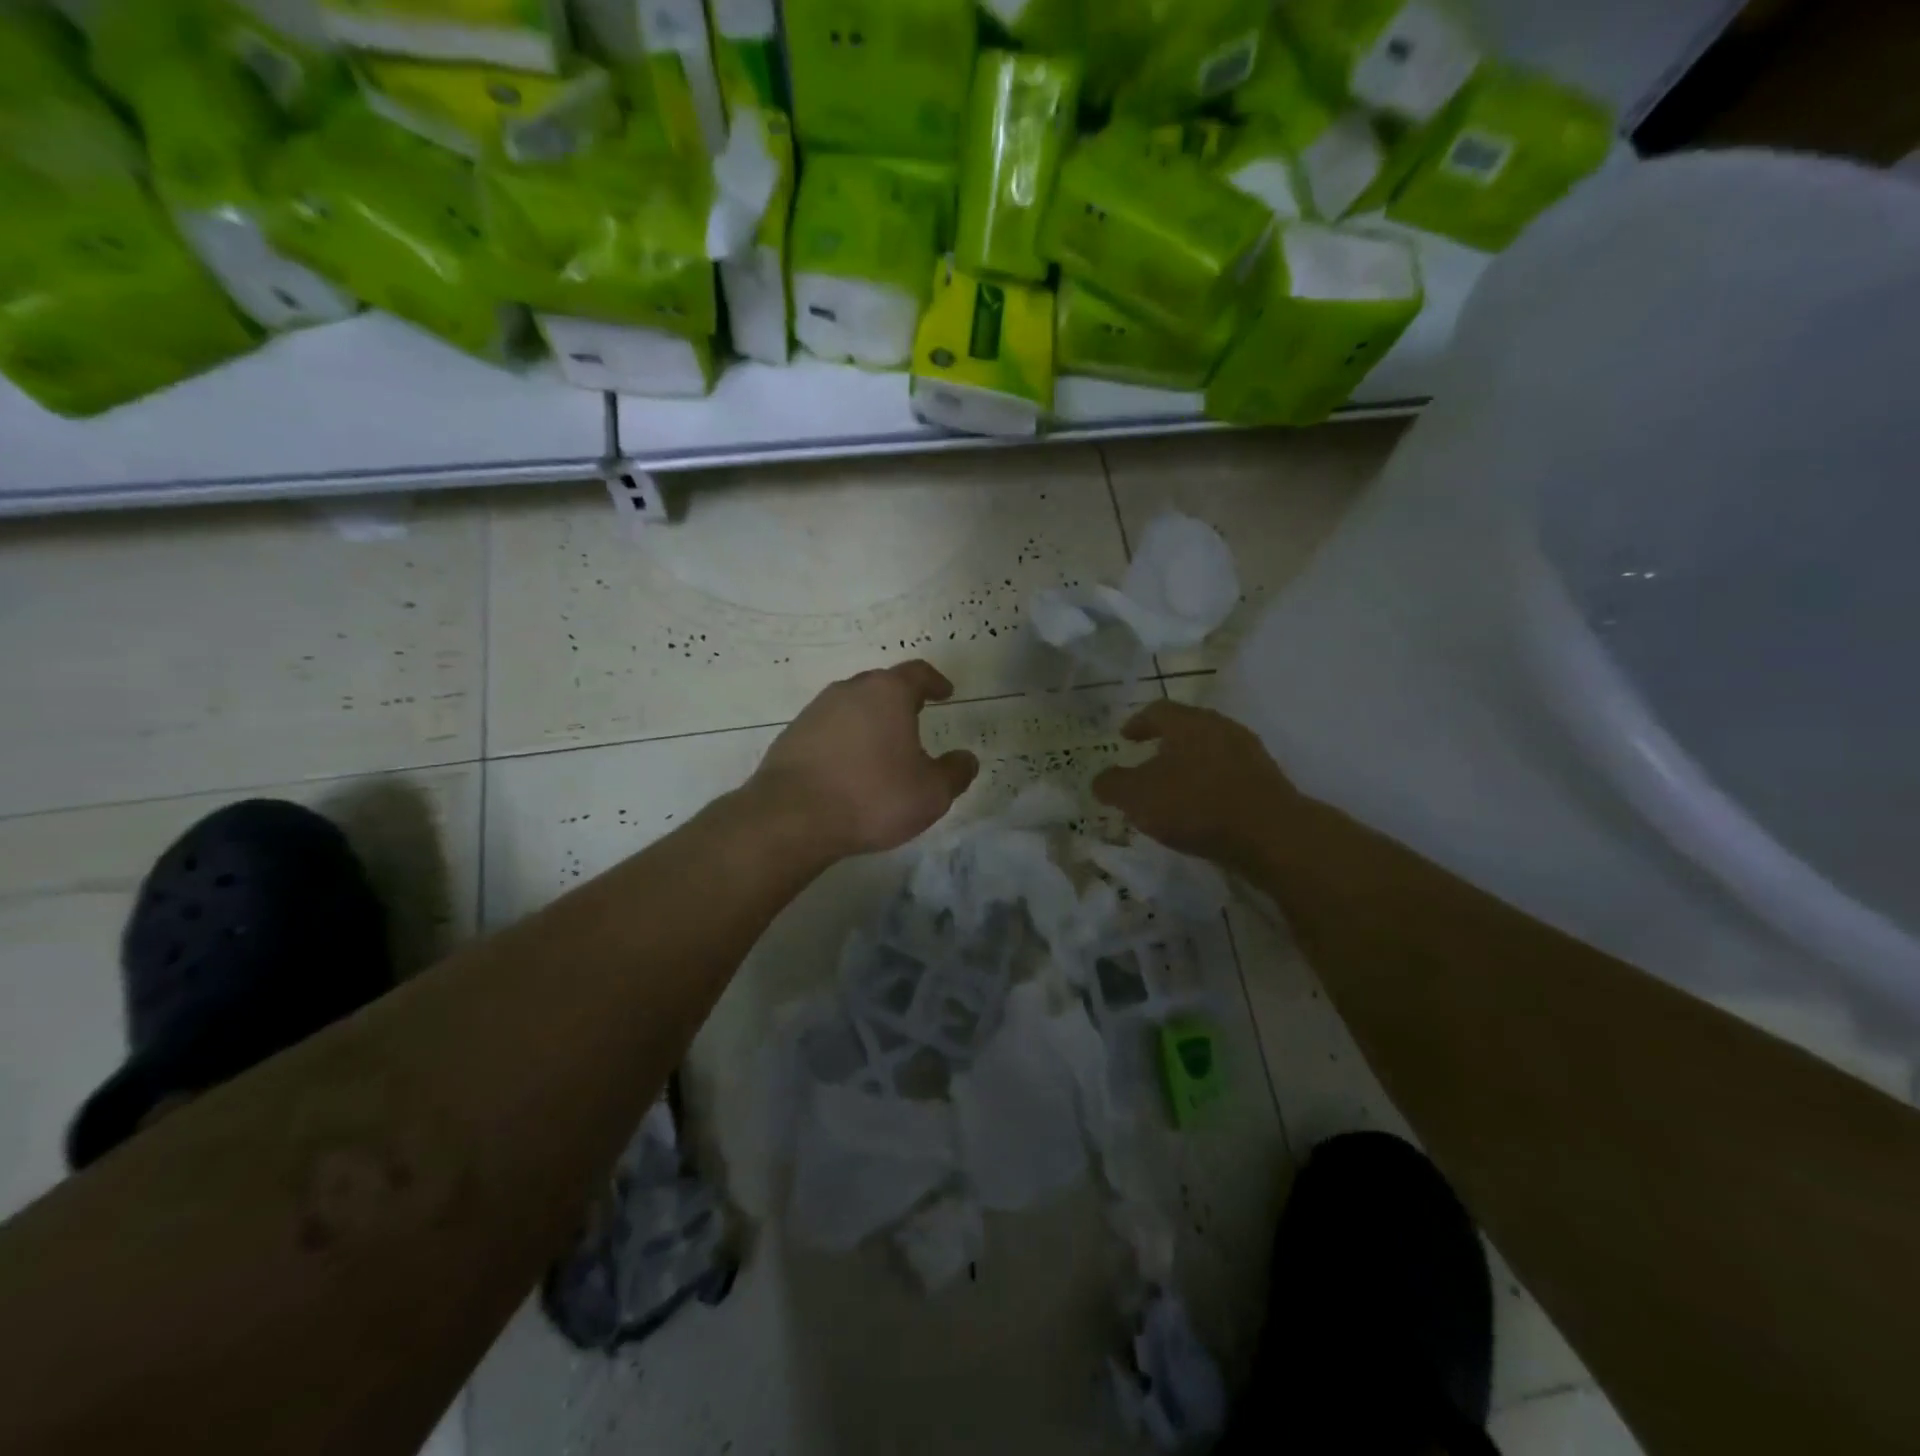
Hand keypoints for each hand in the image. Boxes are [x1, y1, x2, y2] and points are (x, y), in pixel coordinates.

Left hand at [752, 661, 979, 859]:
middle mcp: (849, 691)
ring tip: (882, 745)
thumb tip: (967, 758)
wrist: (792, 817)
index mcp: (887, 693)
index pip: (917, 673)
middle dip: (901, 699)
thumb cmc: (873, 797)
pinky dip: (844, 739)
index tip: (945, 692)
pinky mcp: (791, 735)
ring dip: (870, 719)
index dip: (935, 681)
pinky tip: (849, 766)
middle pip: (881, 685)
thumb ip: (955, 772)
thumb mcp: (931, 793)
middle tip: (915, 717)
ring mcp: (815, 711)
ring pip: (851, 705)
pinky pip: (828, 728)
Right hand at [1092, 701, 1297, 872]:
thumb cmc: (1195, 805)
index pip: (1157, 711)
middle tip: (1147, 760)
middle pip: (1187, 728)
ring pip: (1210, 750)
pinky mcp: (1266, 780)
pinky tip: (1202, 807)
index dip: (1138, 723)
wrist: (1270, 834)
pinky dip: (1210, 784)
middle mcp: (1220, 727)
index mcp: (1188, 722)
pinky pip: (1228, 773)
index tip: (1125, 737)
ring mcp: (1248, 753)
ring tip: (1173, 788)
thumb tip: (1100, 780)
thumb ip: (1113, 785)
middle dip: (1165, 743)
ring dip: (1189, 764)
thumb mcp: (1138, 797)